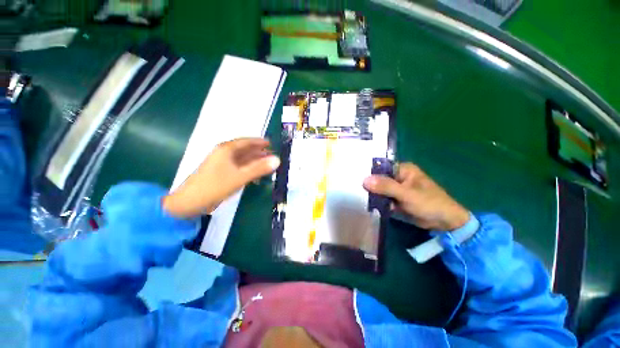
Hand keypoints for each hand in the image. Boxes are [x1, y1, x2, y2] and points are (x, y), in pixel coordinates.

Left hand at [163, 138, 279, 217]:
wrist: (189, 203)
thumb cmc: (215, 186)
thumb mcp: (240, 177)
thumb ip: (259, 168)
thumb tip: (278, 160)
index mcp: (227, 150)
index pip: (246, 141)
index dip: (259, 142)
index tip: (270, 143)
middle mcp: (224, 154)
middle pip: (245, 150)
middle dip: (259, 152)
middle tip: (272, 155)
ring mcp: (222, 164)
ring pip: (242, 159)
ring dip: (255, 161)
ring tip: (267, 164)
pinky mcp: (222, 173)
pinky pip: (239, 168)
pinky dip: (249, 169)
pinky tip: (256, 175)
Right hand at [363, 163, 469, 230]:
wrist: (444, 222)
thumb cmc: (429, 203)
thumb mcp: (406, 194)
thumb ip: (386, 186)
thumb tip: (364, 180)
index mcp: (403, 169)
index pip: (381, 167)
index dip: (368, 172)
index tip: (354, 177)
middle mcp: (398, 177)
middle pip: (379, 178)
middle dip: (368, 184)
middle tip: (353, 189)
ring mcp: (396, 189)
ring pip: (379, 189)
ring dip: (371, 194)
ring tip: (356, 197)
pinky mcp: (395, 199)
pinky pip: (382, 198)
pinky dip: (377, 201)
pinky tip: (366, 204)